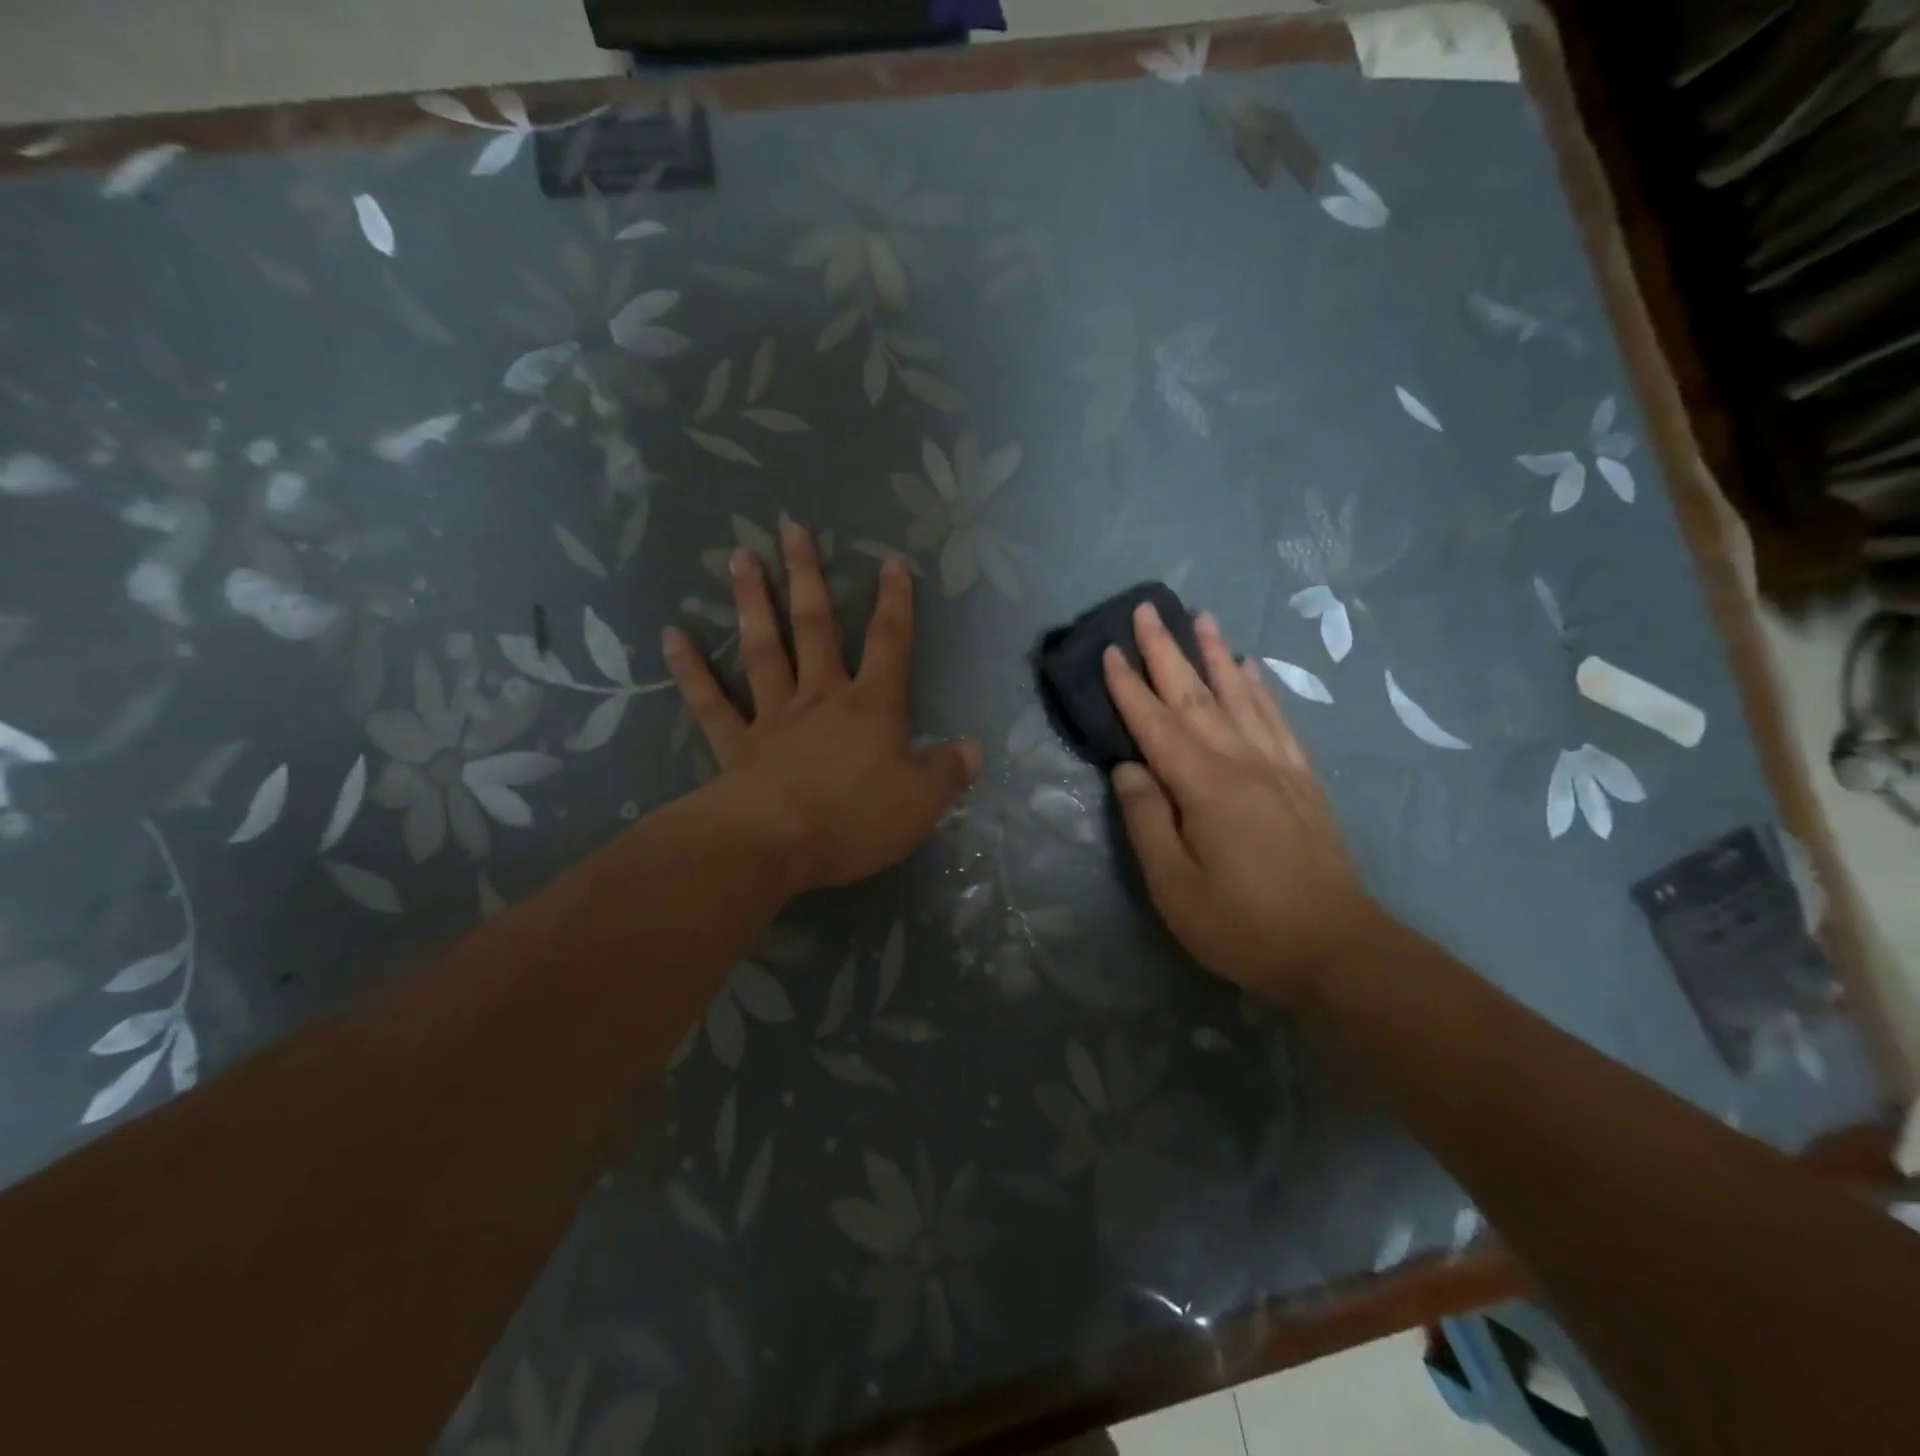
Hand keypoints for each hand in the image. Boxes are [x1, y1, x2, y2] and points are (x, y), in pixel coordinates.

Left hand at [663, 520, 981, 895]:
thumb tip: (974, 749)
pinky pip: (710, 702)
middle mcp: (821, 698)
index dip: (895, 602)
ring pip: (763, 649)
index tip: (891, 561)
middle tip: (791, 527)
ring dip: (752, 603)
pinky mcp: (735, 744)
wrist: (775, 846)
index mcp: (871, 707)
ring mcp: (773, 717)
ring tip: (738, 557)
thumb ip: (948, 772)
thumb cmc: (855, 820)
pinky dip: (691, 670)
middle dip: (808, 576)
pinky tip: (672, 636)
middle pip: (815, 627)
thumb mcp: (921, 803)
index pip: (889, 643)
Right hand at [1103, 602, 1381, 1000]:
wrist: (1337, 949)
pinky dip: (1260, 688)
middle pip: (1196, 695)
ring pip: (1240, 695)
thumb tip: (1128, 768)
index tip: (1109, 649)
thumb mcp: (1175, 886)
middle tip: (1148, 608)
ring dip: (1216, 653)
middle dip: (1167, 649)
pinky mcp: (1302, 780)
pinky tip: (1251, 669)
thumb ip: (1146, 821)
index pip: (1155, 723)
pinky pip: (1277, 719)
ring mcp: (1277, 766)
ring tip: (1201, 616)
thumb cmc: (1243, 924)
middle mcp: (1241, 761)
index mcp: (1204, 786)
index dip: (1128, 686)